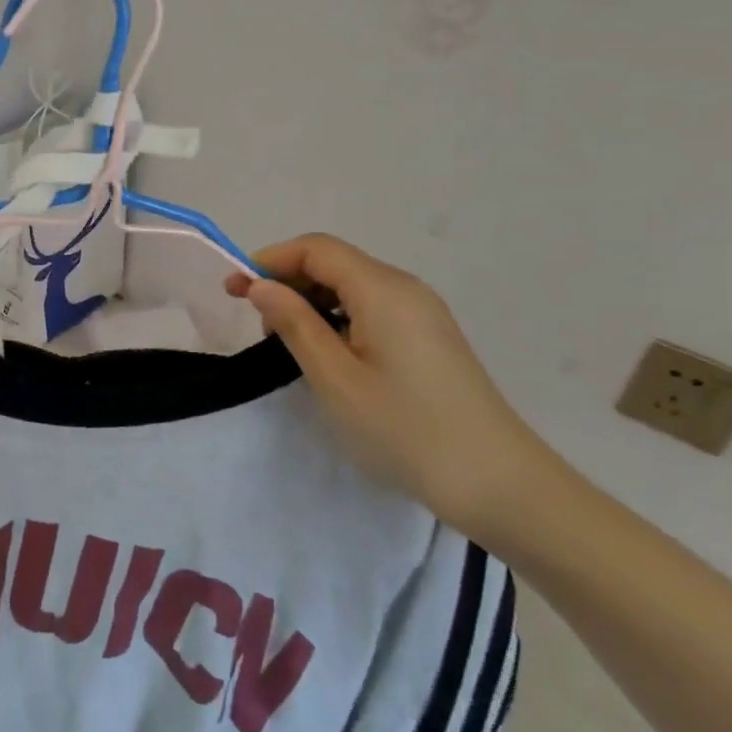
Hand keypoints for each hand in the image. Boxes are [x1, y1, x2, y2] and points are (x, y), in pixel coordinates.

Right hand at [227, 234, 565, 541]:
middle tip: (254, 322)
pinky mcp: (428, 337)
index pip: (316, 249)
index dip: (270, 261)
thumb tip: (261, 285)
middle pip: (334, 262)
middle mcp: (405, 288)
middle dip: (287, 280)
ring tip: (284, 342)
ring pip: (352, 285)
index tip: (234, 291)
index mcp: (382, 290)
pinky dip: (337, 317)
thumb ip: (294, 323)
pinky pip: (372, 307)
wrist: (497, 482)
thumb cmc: (404, 429)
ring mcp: (422, 313)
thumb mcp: (335, 378)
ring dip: (310, 301)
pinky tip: (326, 353)